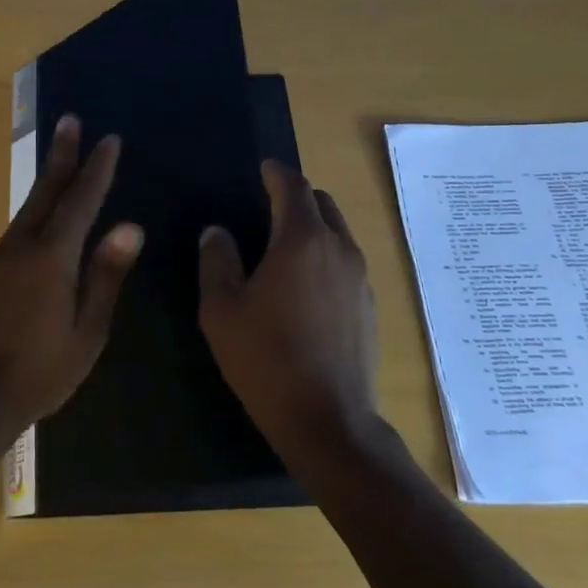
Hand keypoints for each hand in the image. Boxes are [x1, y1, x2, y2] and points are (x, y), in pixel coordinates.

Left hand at [0, 115, 142, 440]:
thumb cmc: (41, 372)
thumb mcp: (87, 331)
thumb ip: (106, 276)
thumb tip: (129, 227)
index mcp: (52, 258)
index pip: (81, 201)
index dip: (97, 169)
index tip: (109, 139)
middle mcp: (22, 246)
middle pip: (46, 191)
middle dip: (62, 155)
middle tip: (71, 121)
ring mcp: (0, 258)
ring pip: (29, 207)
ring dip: (48, 179)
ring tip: (60, 157)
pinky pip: (18, 227)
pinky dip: (35, 207)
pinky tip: (42, 213)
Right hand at [198, 160, 378, 461]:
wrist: (327, 420)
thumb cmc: (265, 358)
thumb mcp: (222, 309)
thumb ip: (217, 261)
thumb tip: (218, 232)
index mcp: (301, 240)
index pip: (292, 187)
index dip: (276, 172)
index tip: (263, 168)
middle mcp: (338, 249)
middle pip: (321, 204)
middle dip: (296, 197)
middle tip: (267, 207)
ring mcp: (360, 278)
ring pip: (337, 233)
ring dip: (313, 227)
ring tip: (283, 247)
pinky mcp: (369, 305)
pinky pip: (345, 262)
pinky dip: (325, 256)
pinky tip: (304, 287)